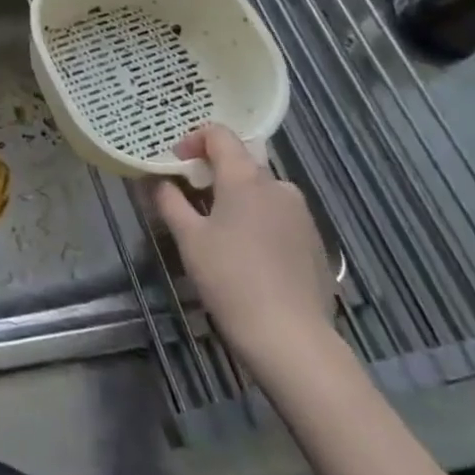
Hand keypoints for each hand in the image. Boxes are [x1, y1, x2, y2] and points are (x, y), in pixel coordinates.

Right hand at [152, 123, 333, 367]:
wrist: (292, 339)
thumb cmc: (231, 279)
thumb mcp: (188, 238)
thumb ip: (169, 201)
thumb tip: (158, 181)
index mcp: (246, 177)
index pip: (219, 135)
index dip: (192, 141)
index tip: (175, 163)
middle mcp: (279, 186)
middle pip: (241, 163)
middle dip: (212, 174)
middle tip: (189, 199)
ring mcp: (302, 215)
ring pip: (261, 192)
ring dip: (236, 198)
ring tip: (216, 230)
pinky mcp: (315, 243)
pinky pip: (279, 217)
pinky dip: (258, 221)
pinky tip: (247, 256)